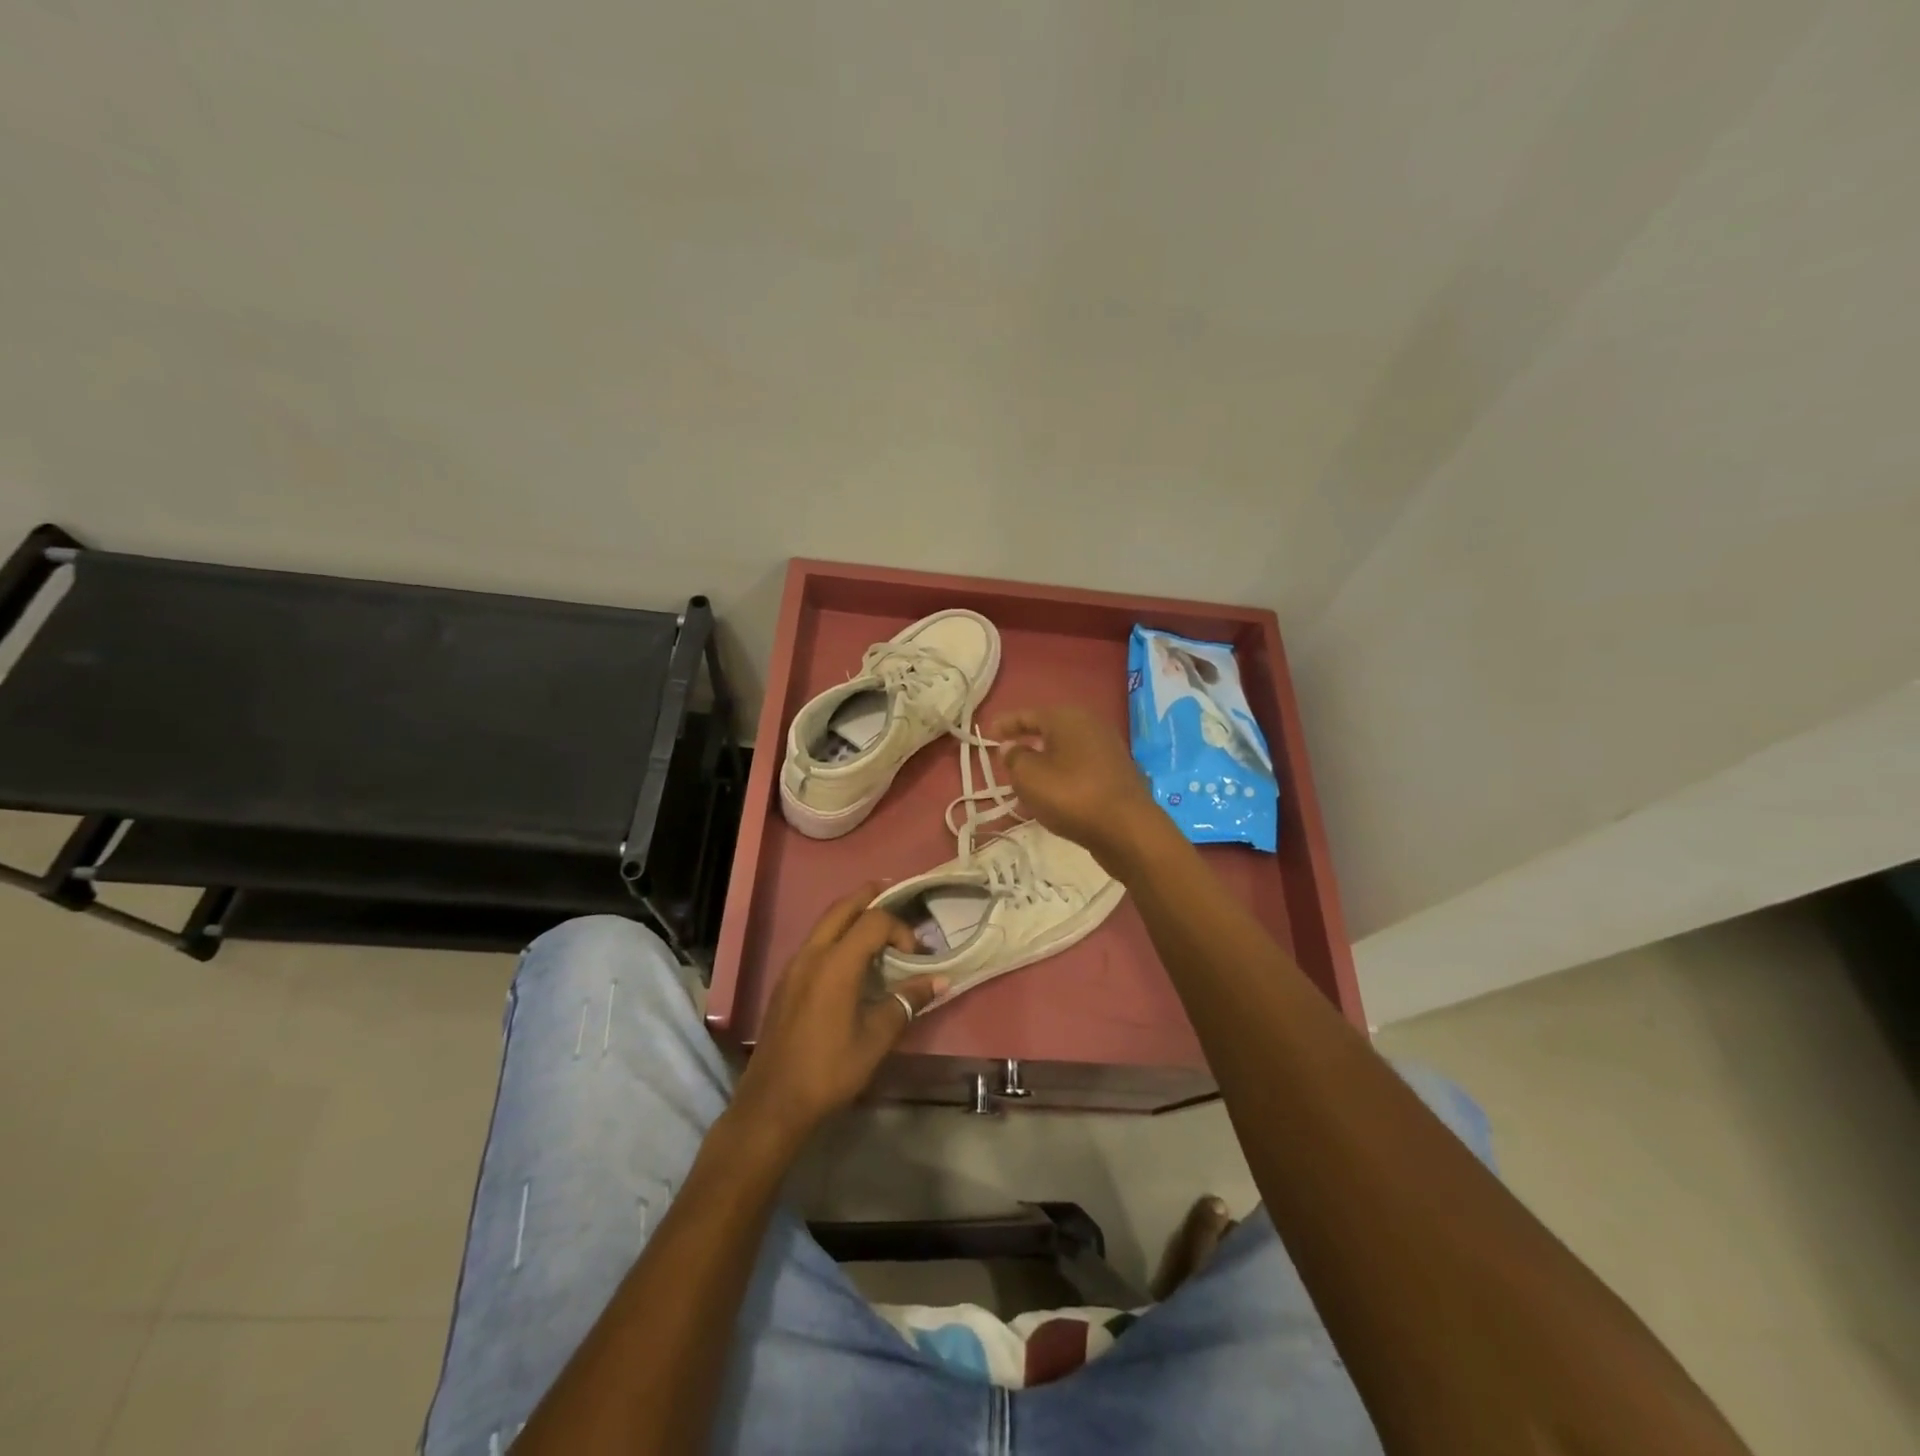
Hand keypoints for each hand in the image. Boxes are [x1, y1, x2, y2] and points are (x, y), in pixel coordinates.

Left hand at [732, 884, 947, 1145]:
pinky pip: (815, 941)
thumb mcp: (876, 1039)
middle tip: (894, 892)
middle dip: (870, 897)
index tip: (917, 955)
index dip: (900, 929)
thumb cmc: (829, 1070)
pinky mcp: (786, 981)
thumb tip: (939, 980)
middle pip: (843, 908)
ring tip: (877, 920)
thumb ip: (907, 1002)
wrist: (773, 1103)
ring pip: (825, 922)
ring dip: (851, 914)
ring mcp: (794, 966)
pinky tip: (851, 956)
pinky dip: (837, 933)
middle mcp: (812, 954)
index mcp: (836, 964)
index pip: (873, 922)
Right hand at [990, 705, 1165, 871]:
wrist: (1128, 829)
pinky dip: (1062, 777)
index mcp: (1067, 718)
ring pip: (1065, 751)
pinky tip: (1053, 795)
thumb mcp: (1029, 777)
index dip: (1006, 724)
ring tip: (1025, 781)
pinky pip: (1080, 769)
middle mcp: (1090, 726)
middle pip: (1050, 730)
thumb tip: (1011, 746)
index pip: (1028, 714)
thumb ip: (1014, 758)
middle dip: (1027, 742)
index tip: (988, 735)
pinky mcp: (1117, 774)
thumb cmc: (1072, 796)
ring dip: (1044, 763)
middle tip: (1006, 757)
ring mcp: (1108, 749)